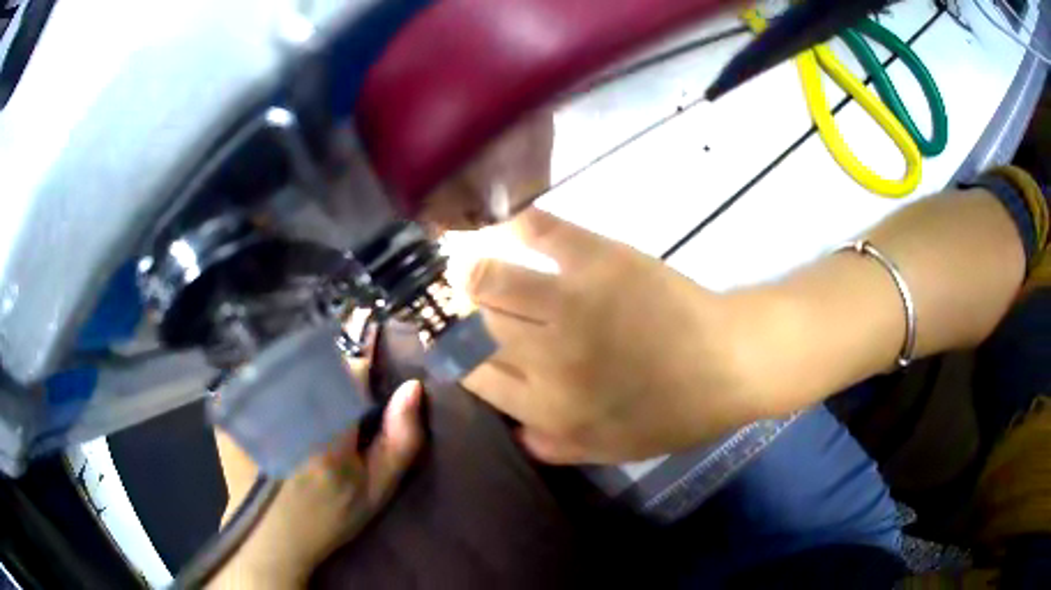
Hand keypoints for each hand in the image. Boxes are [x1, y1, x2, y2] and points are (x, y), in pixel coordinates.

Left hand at [212, 381, 423, 588]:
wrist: (267, 538)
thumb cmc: (326, 517)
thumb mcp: (374, 490)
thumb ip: (400, 440)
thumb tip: (413, 387)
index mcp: (327, 422)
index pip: (353, 370)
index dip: (362, 388)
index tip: (359, 415)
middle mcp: (287, 402)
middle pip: (319, 365)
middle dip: (330, 386)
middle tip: (329, 424)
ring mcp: (252, 402)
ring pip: (289, 368)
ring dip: (301, 386)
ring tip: (302, 424)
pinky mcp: (231, 408)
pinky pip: (259, 380)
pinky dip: (271, 391)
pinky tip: (274, 422)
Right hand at [460, 209, 766, 464]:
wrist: (729, 362)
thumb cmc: (674, 412)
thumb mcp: (612, 450)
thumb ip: (554, 447)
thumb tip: (512, 428)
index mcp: (549, 407)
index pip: (474, 375)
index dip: (456, 356)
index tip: (457, 342)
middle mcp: (548, 357)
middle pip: (475, 325)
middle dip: (463, 314)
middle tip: (472, 303)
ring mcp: (572, 303)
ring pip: (492, 279)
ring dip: (476, 271)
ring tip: (477, 266)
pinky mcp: (600, 259)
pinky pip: (542, 229)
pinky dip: (520, 224)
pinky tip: (512, 226)